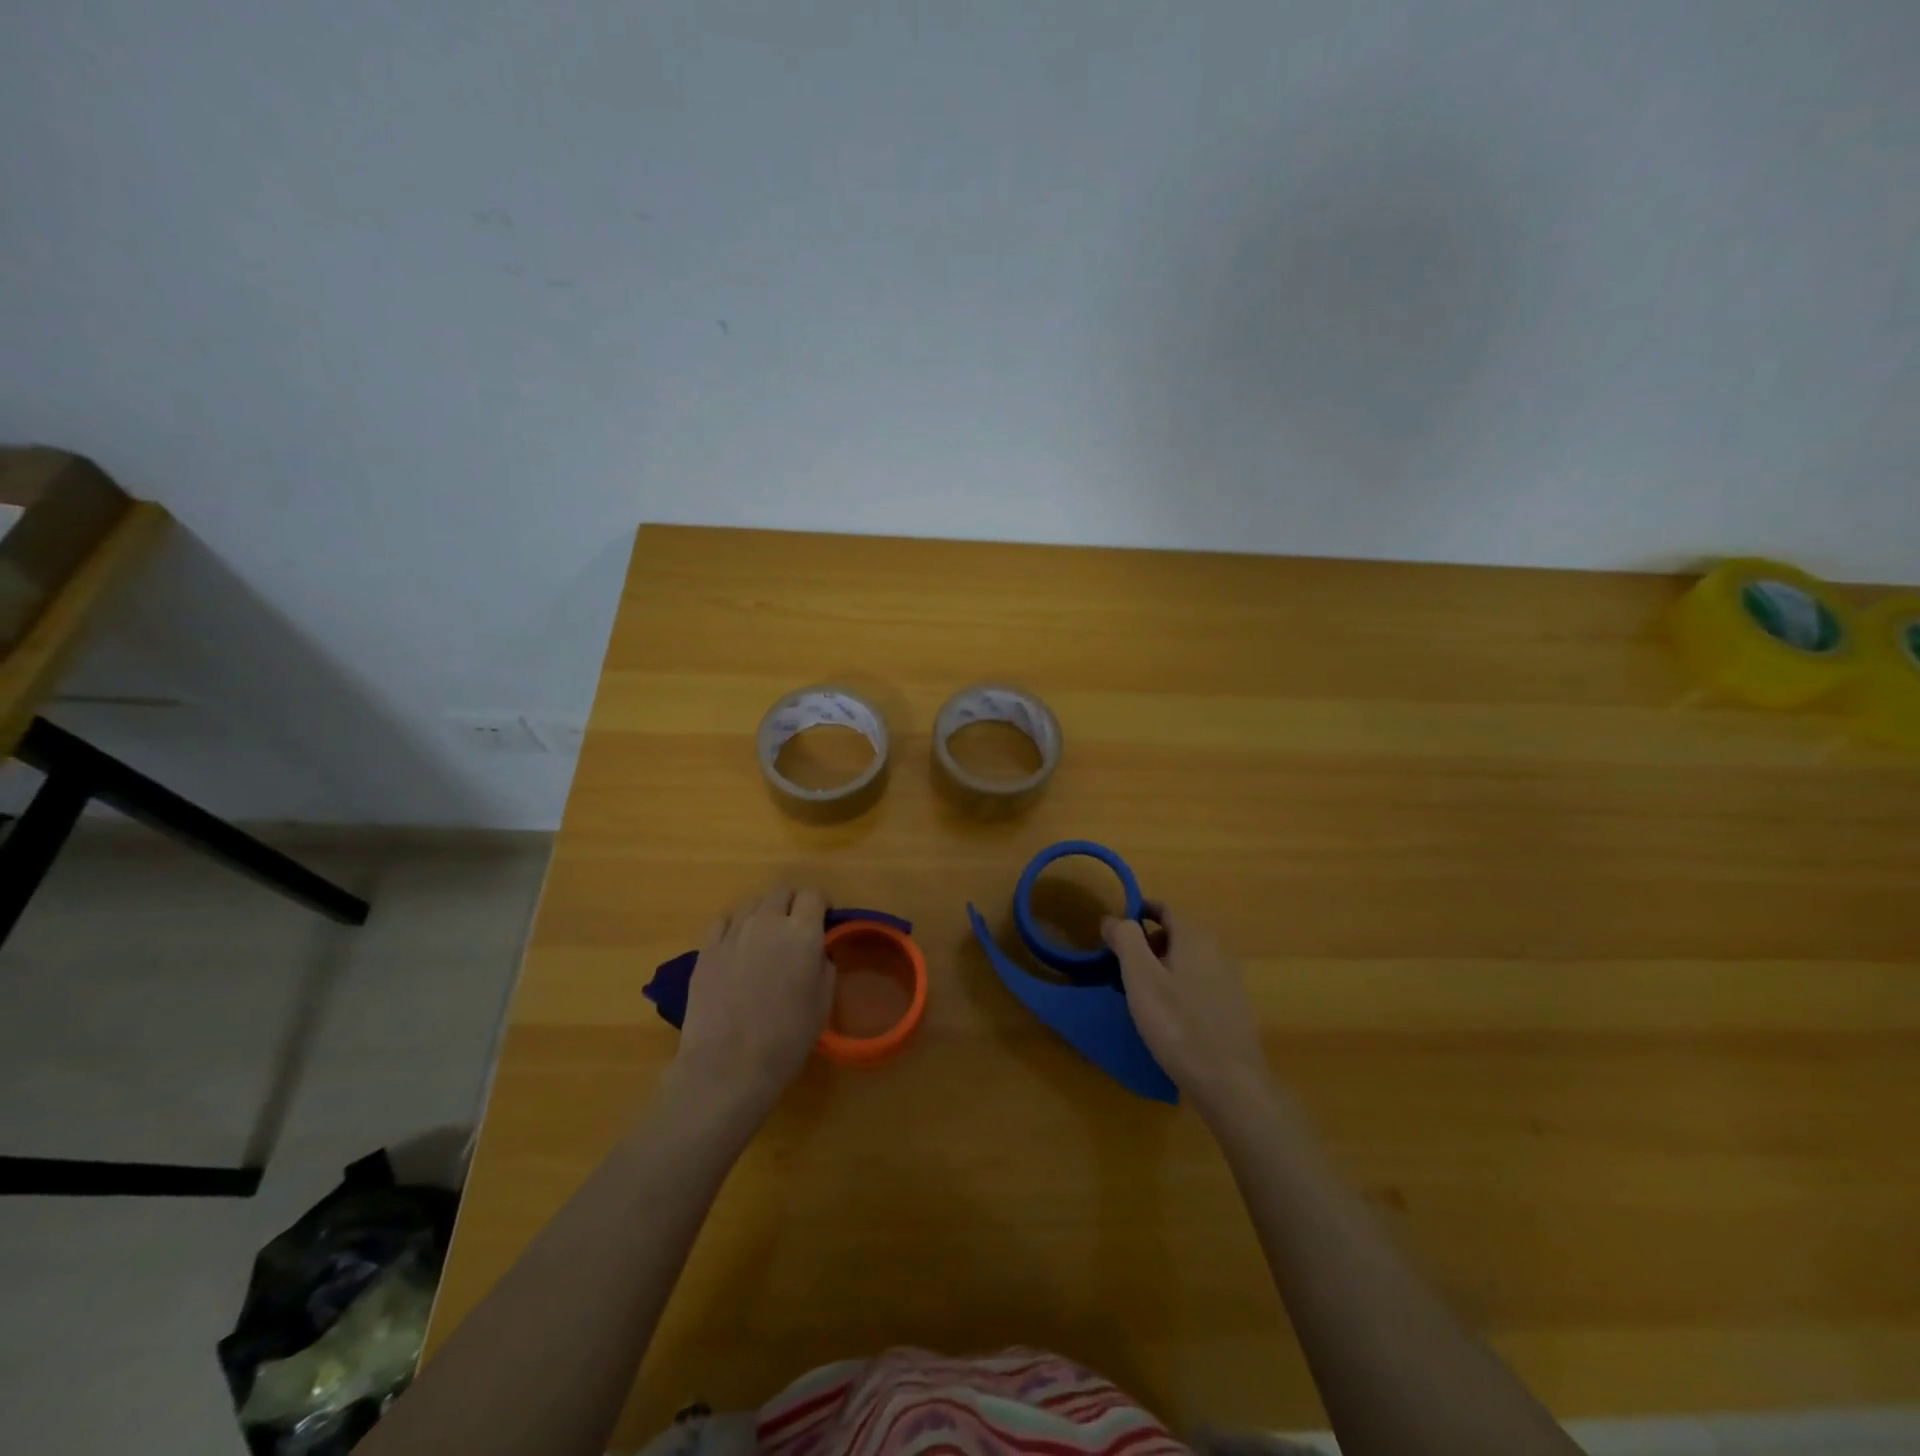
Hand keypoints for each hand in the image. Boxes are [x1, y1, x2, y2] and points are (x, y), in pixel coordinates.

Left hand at [672, 887, 833, 1120]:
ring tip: (765, 936)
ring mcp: (733, 933)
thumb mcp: (823, 1002)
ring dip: (764, 912)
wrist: (727, 1066)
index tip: (824, 920)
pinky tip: (736, 944)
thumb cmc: (786, 1039)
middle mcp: (767, 922)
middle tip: (795, 927)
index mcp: (802, 933)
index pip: (813, 895)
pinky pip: (723, 921)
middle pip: (781, 892)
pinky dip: (734, 925)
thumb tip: (816, 951)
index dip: (821, 904)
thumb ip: (824, 965)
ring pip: (752, 903)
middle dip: (792, 903)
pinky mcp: (706, 949)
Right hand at [1103, 902, 1269, 1118]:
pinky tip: (1165, 1016)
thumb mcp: (1141, 978)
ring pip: (1185, 959)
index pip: (1163, 908)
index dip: (1135, 914)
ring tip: (1138, 995)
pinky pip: (1197, 982)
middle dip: (1145, 944)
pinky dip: (1176, 987)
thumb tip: (1114, 919)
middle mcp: (1216, 949)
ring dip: (1159, 968)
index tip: (1112, 935)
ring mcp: (1228, 979)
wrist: (1229, 1082)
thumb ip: (1126, 940)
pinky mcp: (1231, 1006)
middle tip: (1120, 969)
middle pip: (1174, 933)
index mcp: (1195, 936)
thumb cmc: (1178, 1024)